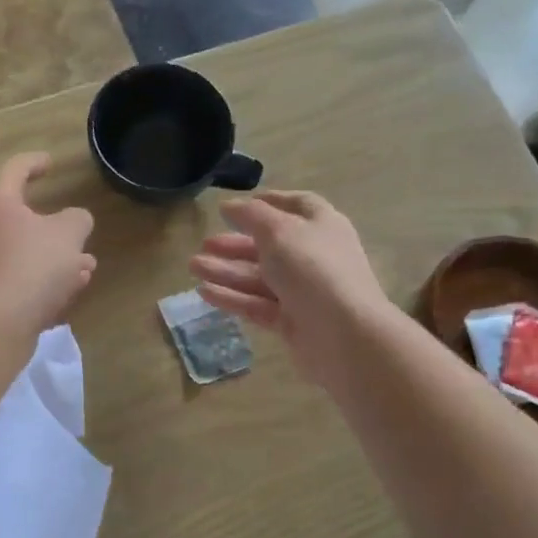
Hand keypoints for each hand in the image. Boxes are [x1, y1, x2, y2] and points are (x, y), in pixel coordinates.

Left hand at [0, 154, 95, 335]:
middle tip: (78, 231)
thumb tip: (74, 220)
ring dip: (54, 257)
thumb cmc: (31, 265)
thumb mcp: (68, 234)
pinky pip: (15, 278)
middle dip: (55, 227)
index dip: (35, 163)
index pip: (15, 170)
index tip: (50, 164)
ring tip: (85, 267)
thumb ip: (77, 219)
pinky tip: (67, 292)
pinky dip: (40, 280)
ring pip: (22, 252)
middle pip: (19, 218)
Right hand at [188, 191, 389, 389]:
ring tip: (193, 267)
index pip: (296, 206)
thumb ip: (251, 215)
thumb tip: (230, 206)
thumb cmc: (313, 269)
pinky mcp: (292, 321)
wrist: (344, 335)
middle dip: (235, 243)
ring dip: (226, 270)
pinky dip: (232, 297)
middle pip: (270, 245)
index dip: (267, 203)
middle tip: (205, 243)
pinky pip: (257, 304)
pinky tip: (204, 292)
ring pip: (259, 276)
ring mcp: (304, 291)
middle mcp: (314, 256)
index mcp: (321, 226)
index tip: (235, 208)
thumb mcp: (279, 230)